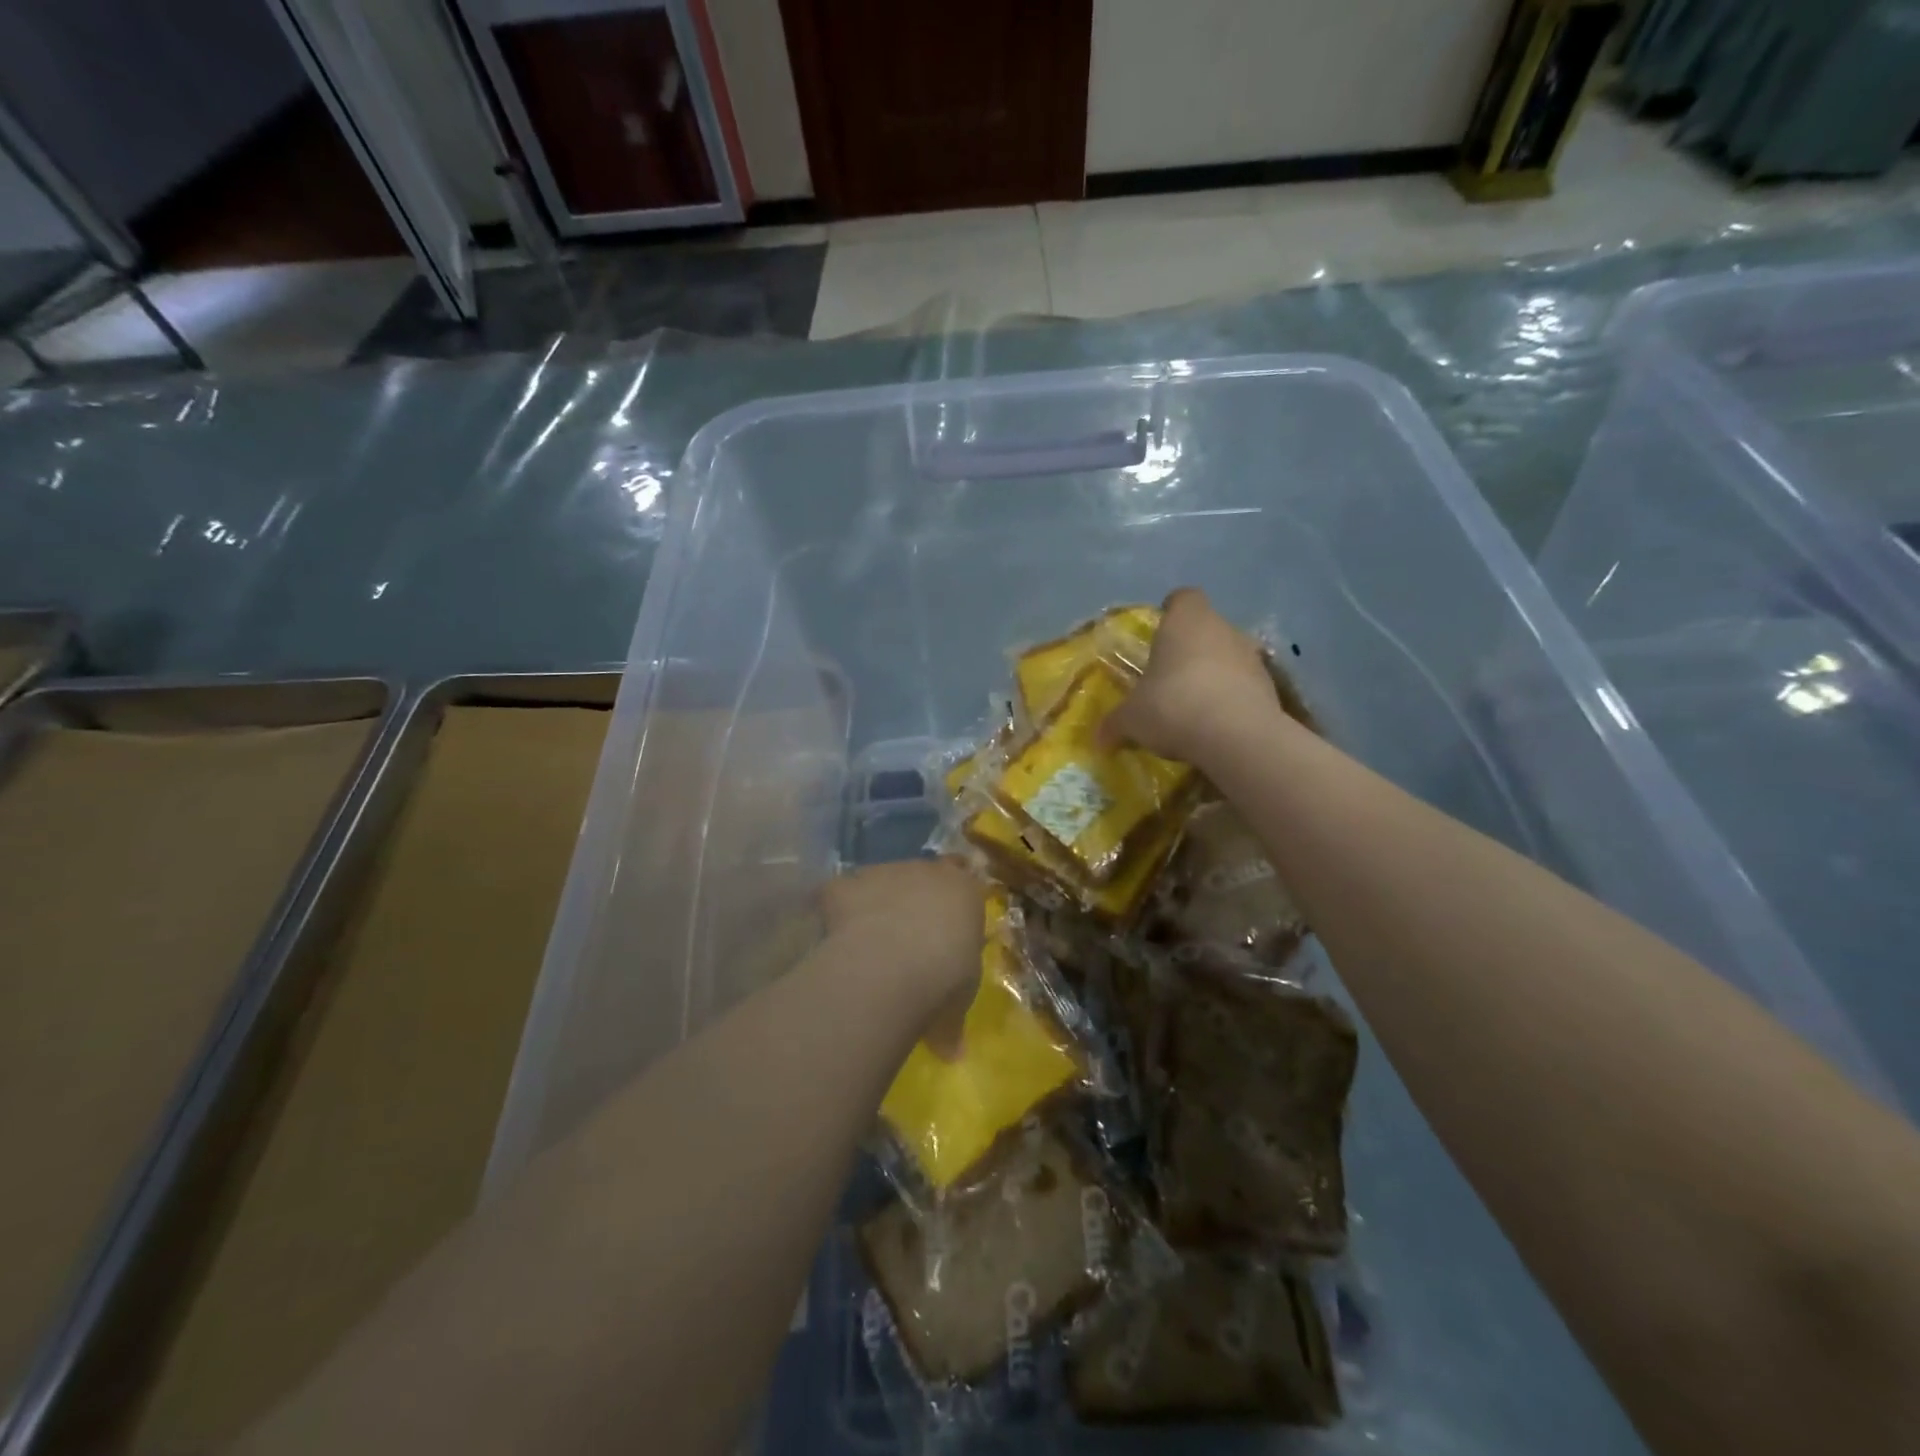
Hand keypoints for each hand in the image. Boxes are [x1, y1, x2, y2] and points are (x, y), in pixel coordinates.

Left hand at [820, 859, 983, 1056]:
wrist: (889, 965)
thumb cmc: (942, 979)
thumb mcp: (957, 1005)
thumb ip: (952, 1020)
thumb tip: (952, 1053)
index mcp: (965, 892)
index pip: (967, 883)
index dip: (955, 903)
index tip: (948, 925)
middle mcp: (927, 871)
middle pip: (923, 876)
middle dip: (915, 900)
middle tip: (907, 937)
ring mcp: (884, 872)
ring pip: (881, 881)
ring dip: (877, 904)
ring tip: (868, 943)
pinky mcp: (846, 883)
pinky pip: (842, 894)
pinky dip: (839, 912)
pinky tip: (834, 940)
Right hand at [1100, 588, 1282, 763]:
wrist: (1238, 736)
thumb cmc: (1174, 707)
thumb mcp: (1132, 719)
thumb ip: (1115, 723)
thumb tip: (1099, 738)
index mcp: (1185, 621)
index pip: (1182, 599)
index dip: (1171, 611)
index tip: (1159, 631)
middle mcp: (1222, 628)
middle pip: (1205, 628)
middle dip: (1189, 648)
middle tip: (1168, 676)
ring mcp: (1252, 656)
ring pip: (1228, 655)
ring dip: (1213, 673)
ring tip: (1193, 704)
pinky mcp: (1270, 686)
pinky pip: (1244, 685)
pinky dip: (1231, 698)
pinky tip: (1216, 724)